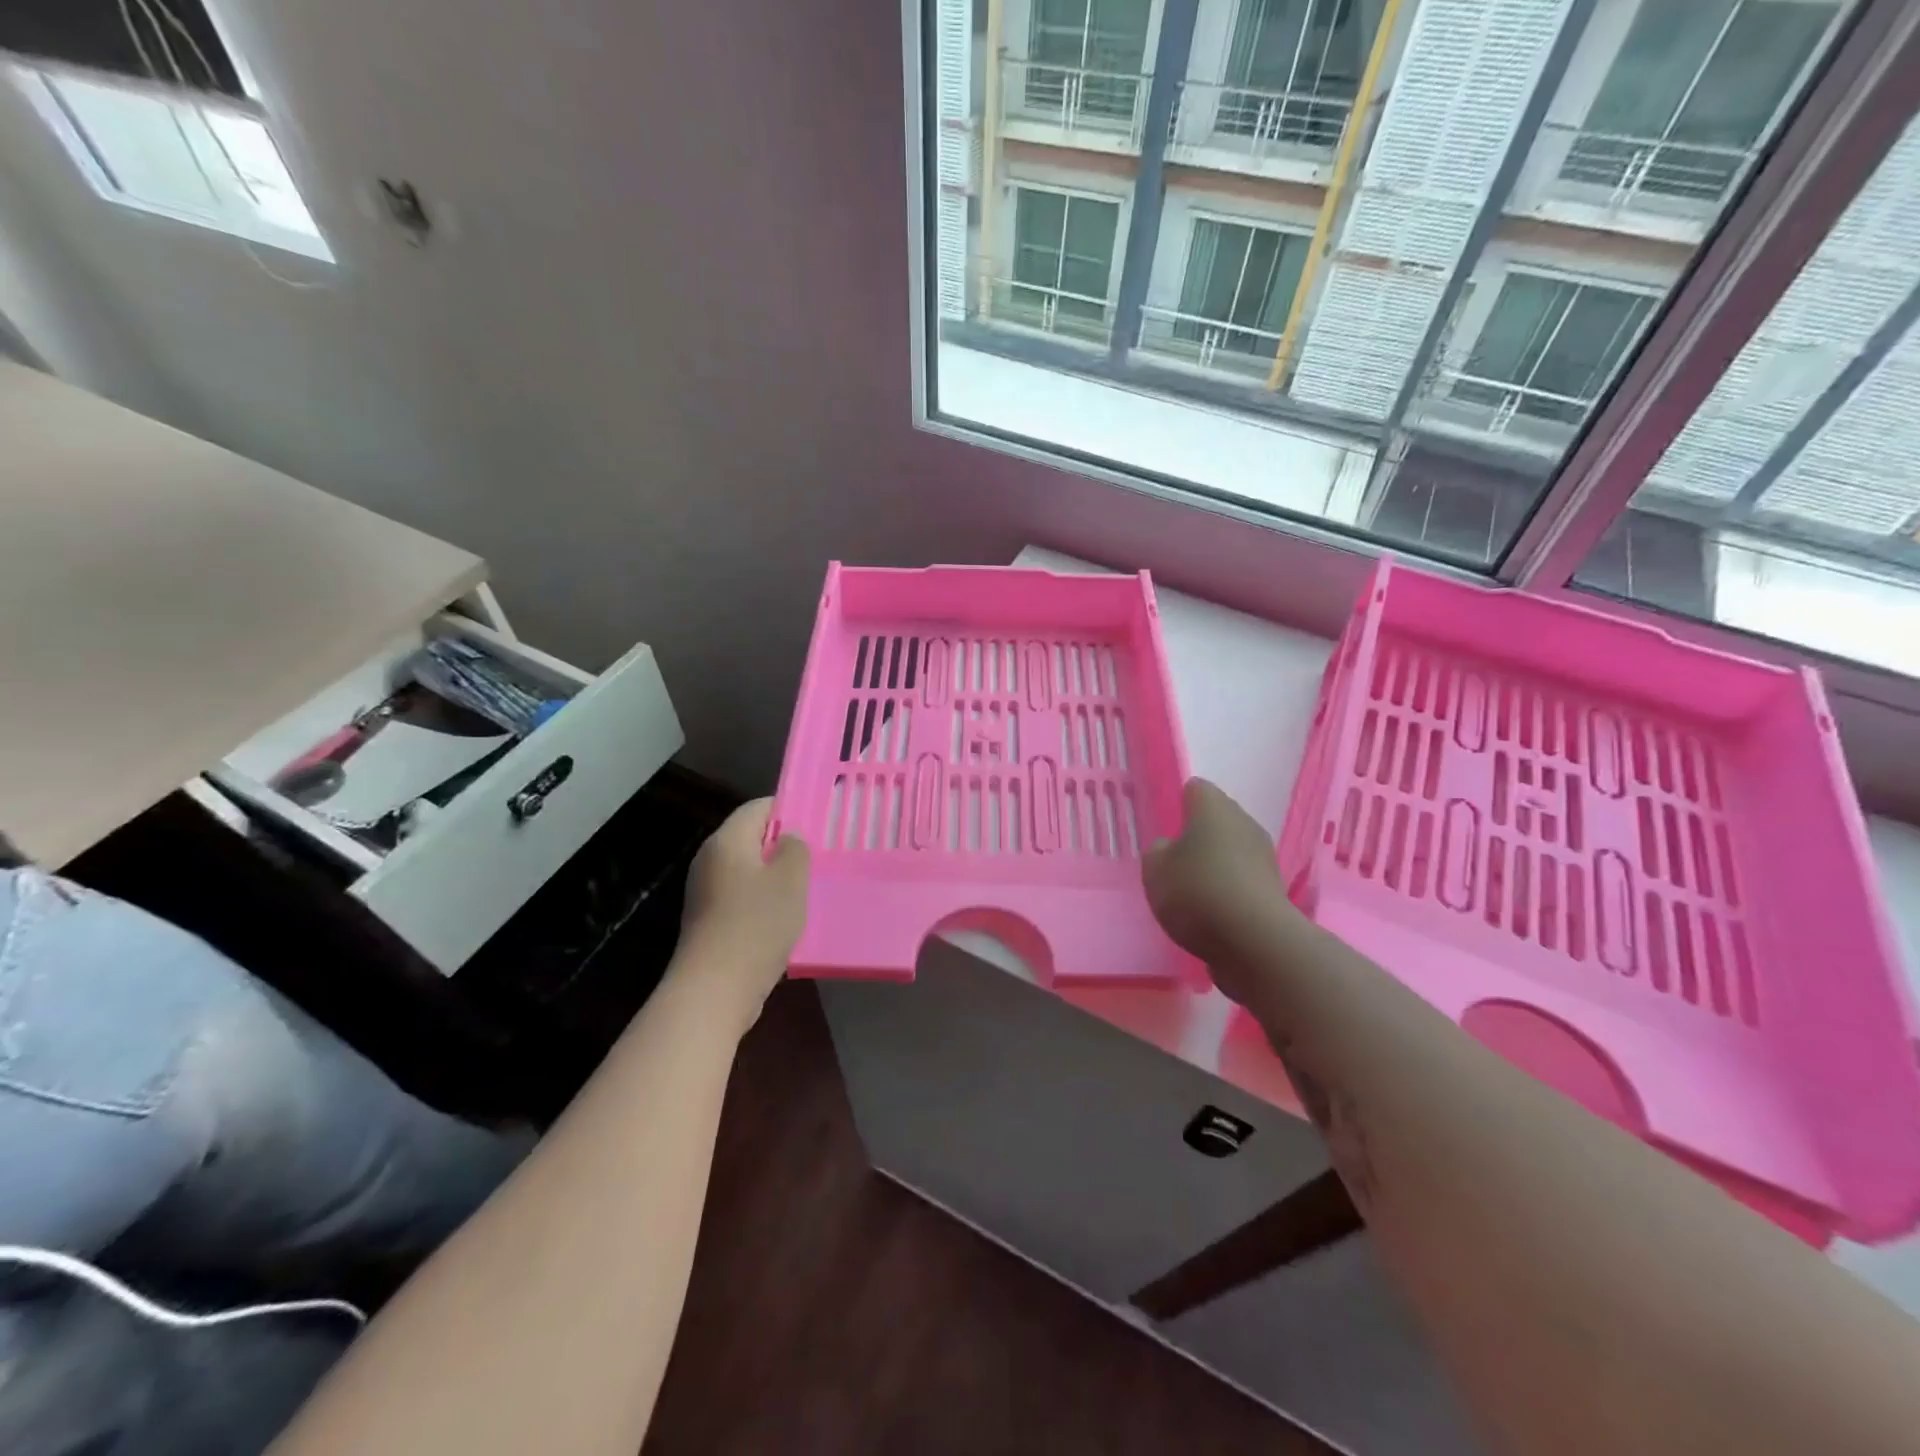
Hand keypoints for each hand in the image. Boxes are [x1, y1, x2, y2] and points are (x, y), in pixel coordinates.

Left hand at [678, 799, 808, 1031]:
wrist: (715, 989)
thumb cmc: (757, 924)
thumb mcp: (791, 879)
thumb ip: (795, 848)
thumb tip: (788, 839)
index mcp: (727, 840)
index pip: (759, 807)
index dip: (789, 810)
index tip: (817, 824)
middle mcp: (710, 859)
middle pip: (751, 838)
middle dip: (783, 845)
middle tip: (816, 858)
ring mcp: (705, 891)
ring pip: (748, 870)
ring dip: (775, 877)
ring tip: (806, 890)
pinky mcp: (708, 920)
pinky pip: (741, 897)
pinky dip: (762, 901)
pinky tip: (784, 919)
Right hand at [1142, 779, 1291, 1004]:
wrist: (1255, 941)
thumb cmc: (1197, 891)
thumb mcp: (1155, 869)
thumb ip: (1158, 851)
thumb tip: (1171, 847)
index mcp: (1213, 807)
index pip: (1196, 789)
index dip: (1180, 803)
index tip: (1167, 826)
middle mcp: (1243, 821)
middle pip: (1218, 818)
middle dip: (1199, 834)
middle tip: (1175, 859)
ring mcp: (1264, 855)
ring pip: (1233, 848)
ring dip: (1216, 862)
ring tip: (1193, 889)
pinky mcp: (1274, 888)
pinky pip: (1243, 878)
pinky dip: (1230, 888)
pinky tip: (1214, 910)